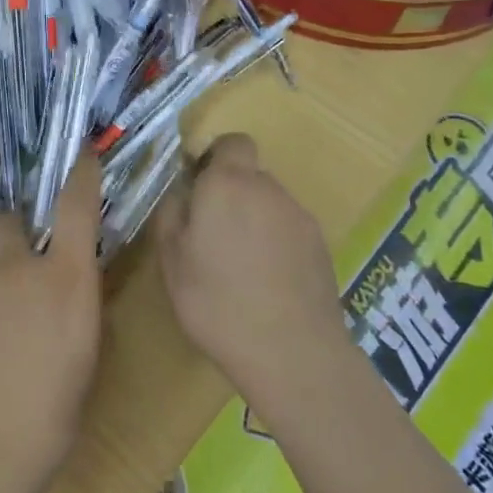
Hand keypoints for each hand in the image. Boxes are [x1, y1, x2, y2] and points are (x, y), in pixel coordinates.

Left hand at [0, 156, 104, 492]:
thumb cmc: (51, 416)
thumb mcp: (84, 359)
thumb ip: (76, 309)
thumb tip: (71, 292)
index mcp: (64, 279)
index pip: (77, 206)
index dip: (80, 174)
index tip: (81, 152)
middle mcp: (15, 268)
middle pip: (10, 220)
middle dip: (15, 231)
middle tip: (19, 265)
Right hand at [156, 134, 346, 408]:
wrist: (291, 351)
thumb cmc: (216, 301)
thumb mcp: (171, 260)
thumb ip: (172, 214)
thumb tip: (182, 193)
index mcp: (228, 184)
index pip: (232, 142)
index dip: (216, 157)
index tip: (199, 188)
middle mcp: (269, 190)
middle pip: (249, 176)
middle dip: (230, 196)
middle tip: (210, 237)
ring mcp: (300, 218)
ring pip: (269, 205)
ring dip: (253, 222)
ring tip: (238, 267)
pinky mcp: (321, 247)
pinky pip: (289, 232)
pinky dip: (275, 245)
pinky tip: (266, 284)